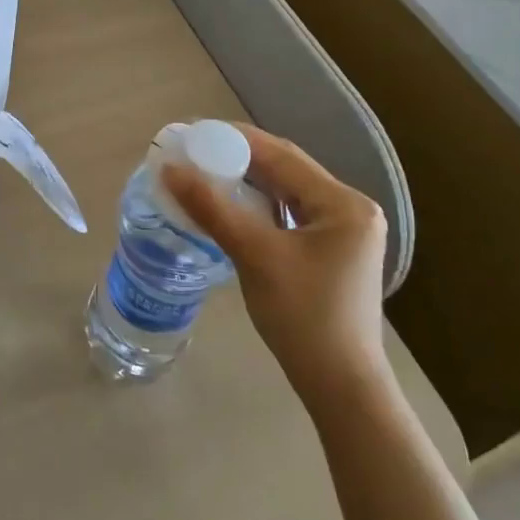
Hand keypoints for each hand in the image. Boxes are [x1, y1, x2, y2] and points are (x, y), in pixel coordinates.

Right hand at [163, 126, 387, 391]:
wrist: (341, 387)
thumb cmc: (303, 317)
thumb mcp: (254, 255)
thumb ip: (212, 208)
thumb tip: (169, 170)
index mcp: (343, 203)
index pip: (282, 155)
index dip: (235, 139)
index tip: (194, 132)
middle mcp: (350, 209)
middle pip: (286, 169)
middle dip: (239, 158)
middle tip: (195, 151)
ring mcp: (344, 232)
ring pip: (287, 191)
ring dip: (248, 181)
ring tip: (206, 172)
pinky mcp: (333, 251)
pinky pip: (290, 214)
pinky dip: (260, 205)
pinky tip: (231, 205)